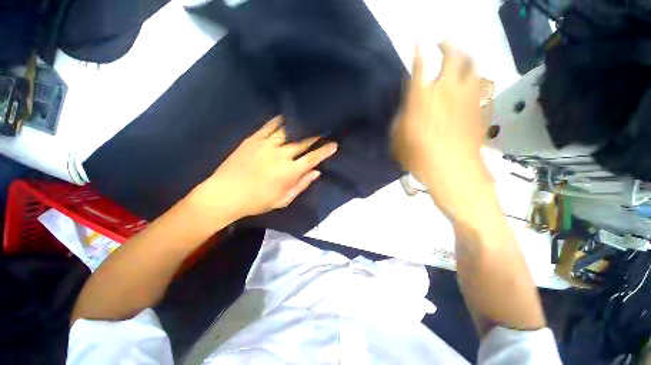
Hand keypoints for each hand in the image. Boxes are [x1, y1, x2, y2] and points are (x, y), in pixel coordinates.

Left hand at [190, 116, 337, 220]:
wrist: (224, 194)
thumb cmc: (256, 201)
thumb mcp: (282, 200)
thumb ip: (301, 185)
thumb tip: (316, 172)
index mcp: (289, 172)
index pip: (312, 158)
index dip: (325, 151)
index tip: (334, 144)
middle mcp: (280, 155)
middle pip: (303, 141)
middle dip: (317, 134)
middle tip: (325, 128)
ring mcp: (266, 144)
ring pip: (289, 131)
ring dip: (302, 125)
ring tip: (310, 120)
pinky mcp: (253, 139)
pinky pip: (270, 126)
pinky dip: (281, 120)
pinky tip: (288, 116)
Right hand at [392, 42, 493, 219]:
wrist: (453, 172)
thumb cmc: (419, 157)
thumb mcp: (399, 139)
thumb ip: (402, 118)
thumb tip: (408, 106)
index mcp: (422, 97)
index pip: (420, 65)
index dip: (419, 50)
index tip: (418, 41)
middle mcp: (447, 89)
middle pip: (453, 54)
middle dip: (447, 44)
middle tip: (442, 44)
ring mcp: (468, 96)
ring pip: (473, 65)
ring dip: (465, 57)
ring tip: (460, 59)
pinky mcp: (481, 108)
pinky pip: (481, 85)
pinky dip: (475, 80)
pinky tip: (470, 85)